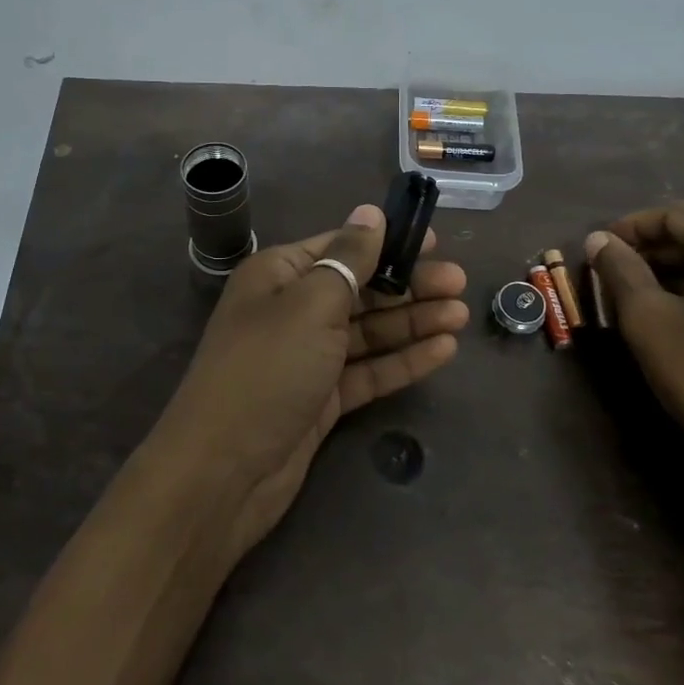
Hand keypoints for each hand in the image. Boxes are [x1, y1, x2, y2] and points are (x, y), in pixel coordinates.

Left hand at [152, 203, 469, 559]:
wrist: (223, 471)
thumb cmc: (267, 369)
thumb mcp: (311, 304)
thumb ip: (349, 259)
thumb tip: (371, 213)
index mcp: (280, 276)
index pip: (341, 247)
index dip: (387, 242)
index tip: (434, 240)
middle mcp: (293, 311)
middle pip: (360, 289)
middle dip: (408, 285)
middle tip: (460, 283)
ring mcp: (307, 357)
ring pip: (369, 332)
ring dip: (413, 322)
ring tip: (461, 316)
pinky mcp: (322, 399)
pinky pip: (368, 371)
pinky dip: (402, 361)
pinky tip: (443, 351)